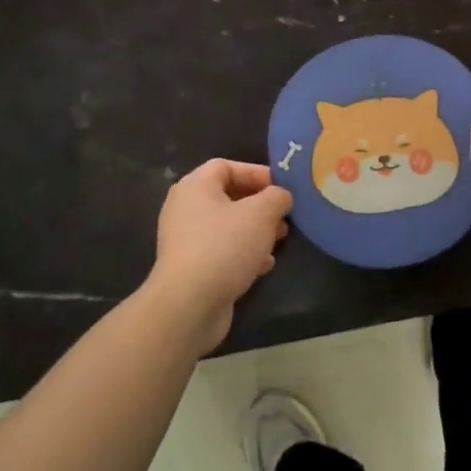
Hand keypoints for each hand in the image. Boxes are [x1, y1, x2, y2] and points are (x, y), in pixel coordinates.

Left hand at [148, 159, 291, 348]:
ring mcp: (186, 240)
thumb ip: (277, 197)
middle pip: (228, 196)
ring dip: (255, 231)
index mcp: (195, 187)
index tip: (282, 187)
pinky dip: (244, 253)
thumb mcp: (261, 213)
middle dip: (260, 205)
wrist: (189, 304)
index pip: (226, 166)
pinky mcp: (191, 268)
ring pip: (227, 226)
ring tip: (280, 240)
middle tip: (284, 216)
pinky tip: (264, 265)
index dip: (256, 172)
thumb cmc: (225, 246)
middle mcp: (185, 209)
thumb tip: (281, 196)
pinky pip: (222, 251)